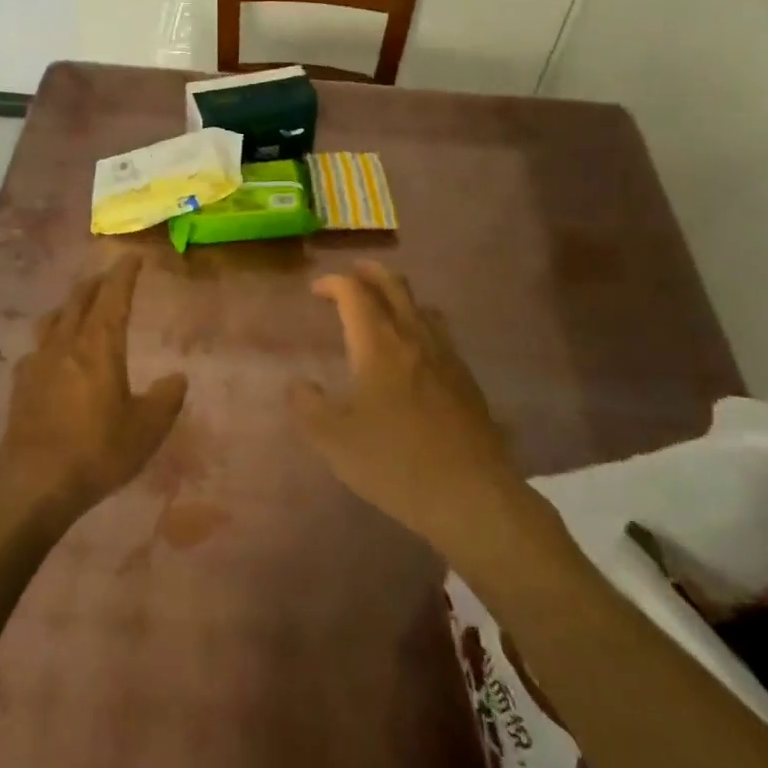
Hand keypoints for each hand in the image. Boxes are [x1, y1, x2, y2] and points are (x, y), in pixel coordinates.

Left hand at [0, 255, 187, 517]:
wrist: (32, 483)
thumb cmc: (96, 451)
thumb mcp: (146, 429)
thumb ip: (166, 398)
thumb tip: (177, 378)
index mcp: (99, 345)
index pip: (113, 295)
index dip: (124, 273)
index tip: (133, 257)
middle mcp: (66, 343)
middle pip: (79, 299)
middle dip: (97, 283)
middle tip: (111, 278)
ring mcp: (38, 362)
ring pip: (54, 318)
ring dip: (71, 305)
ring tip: (81, 307)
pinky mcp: (20, 384)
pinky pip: (38, 347)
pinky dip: (52, 338)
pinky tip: (54, 355)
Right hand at [289, 261, 520, 548]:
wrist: (469, 494)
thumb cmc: (393, 461)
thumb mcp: (332, 439)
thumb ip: (307, 406)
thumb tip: (298, 384)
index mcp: (378, 344)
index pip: (355, 293)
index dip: (333, 283)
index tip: (316, 290)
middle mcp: (414, 338)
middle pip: (394, 286)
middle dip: (370, 273)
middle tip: (353, 274)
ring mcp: (446, 356)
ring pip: (422, 307)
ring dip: (399, 296)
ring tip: (384, 308)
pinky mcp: (466, 380)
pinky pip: (440, 334)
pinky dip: (420, 325)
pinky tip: (415, 353)